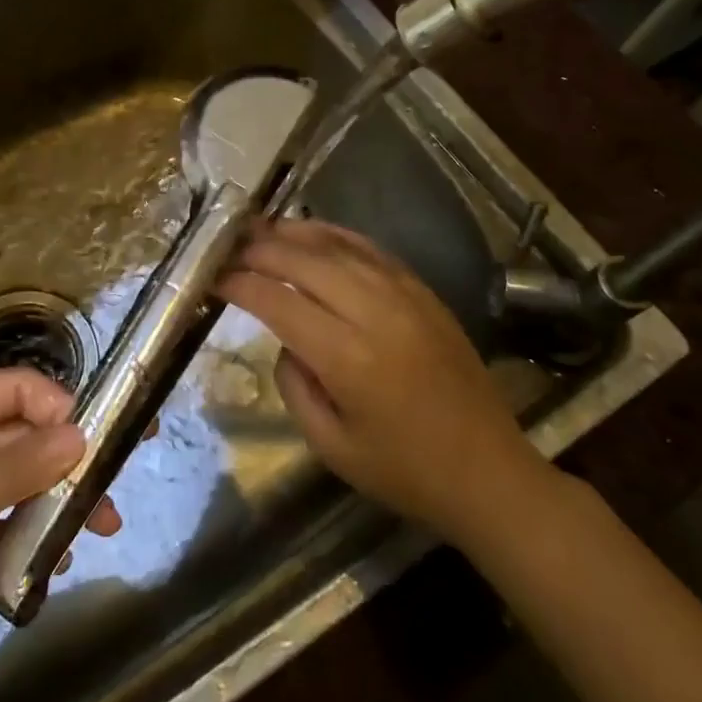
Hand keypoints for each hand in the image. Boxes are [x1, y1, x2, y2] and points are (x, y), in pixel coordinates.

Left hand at [0, 369, 118, 683]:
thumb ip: (13, 471)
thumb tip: (81, 436)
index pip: (12, 390)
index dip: (57, 406)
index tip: (97, 441)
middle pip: (19, 438)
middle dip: (64, 465)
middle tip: (110, 501)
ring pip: (14, 485)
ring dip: (50, 506)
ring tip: (90, 537)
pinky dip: (25, 541)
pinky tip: (49, 568)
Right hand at [215, 218, 556, 544]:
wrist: (489, 472)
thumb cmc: (404, 471)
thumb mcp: (331, 446)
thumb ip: (294, 386)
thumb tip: (286, 340)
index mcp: (347, 358)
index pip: (278, 301)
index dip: (240, 284)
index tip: (212, 277)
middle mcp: (375, 313)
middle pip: (304, 262)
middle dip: (260, 249)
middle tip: (227, 246)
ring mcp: (404, 296)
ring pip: (338, 247)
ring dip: (294, 233)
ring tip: (259, 228)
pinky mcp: (423, 293)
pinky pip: (371, 250)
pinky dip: (336, 235)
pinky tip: (312, 232)